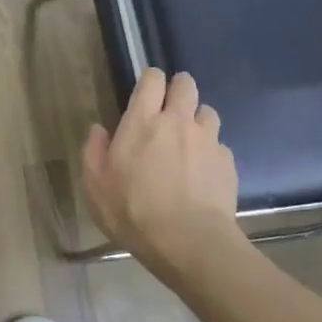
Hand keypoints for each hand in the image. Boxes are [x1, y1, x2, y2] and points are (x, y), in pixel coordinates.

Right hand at [83, 69, 240, 274]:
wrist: (189, 242)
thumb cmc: (133, 212)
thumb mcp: (96, 186)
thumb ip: (94, 151)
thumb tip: (99, 129)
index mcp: (143, 121)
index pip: (152, 79)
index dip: (151, 79)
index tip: (147, 91)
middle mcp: (178, 121)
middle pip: (186, 84)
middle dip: (179, 88)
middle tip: (171, 107)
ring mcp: (207, 140)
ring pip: (208, 112)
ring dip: (198, 120)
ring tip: (190, 141)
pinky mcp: (227, 162)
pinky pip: (220, 146)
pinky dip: (212, 152)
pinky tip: (204, 173)